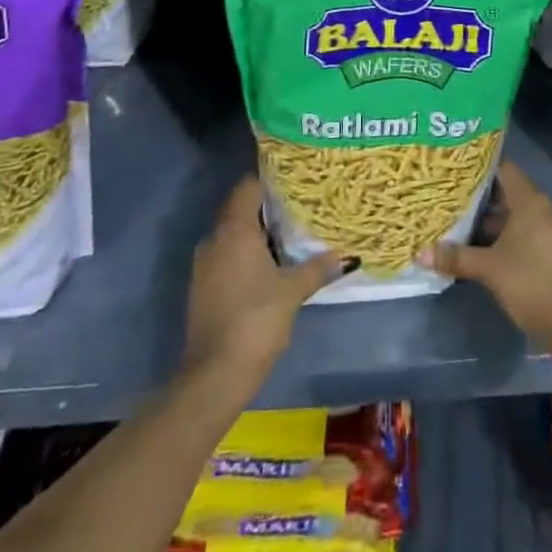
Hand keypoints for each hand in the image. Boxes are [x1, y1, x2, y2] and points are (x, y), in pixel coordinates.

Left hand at [183, 176, 351, 394]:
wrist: (214, 374)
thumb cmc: (256, 319)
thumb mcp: (293, 291)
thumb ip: (318, 267)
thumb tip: (348, 254)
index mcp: (234, 230)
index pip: (248, 187)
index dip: (270, 178)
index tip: (294, 177)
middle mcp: (215, 239)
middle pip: (240, 208)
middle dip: (268, 205)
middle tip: (300, 202)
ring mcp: (205, 264)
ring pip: (233, 233)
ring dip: (258, 231)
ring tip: (291, 231)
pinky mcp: (204, 287)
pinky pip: (227, 255)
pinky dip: (246, 252)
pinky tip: (271, 263)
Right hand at [420, 162, 551, 345]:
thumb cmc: (530, 283)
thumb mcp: (488, 269)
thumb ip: (456, 257)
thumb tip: (420, 253)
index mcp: (529, 202)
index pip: (504, 169)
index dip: (480, 168)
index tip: (456, 170)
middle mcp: (541, 209)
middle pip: (506, 193)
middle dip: (479, 198)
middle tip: (449, 199)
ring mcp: (549, 230)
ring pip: (514, 216)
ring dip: (489, 221)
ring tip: (458, 224)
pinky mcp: (550, 251)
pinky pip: (522, 233)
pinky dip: (503, 237)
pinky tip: (480, 248)